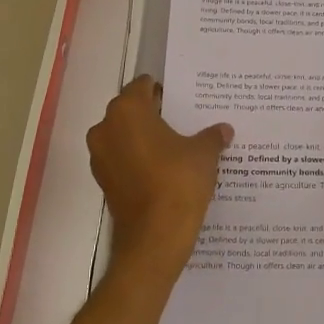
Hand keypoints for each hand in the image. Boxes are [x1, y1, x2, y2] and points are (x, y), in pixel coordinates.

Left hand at [87, 76, 232, 283]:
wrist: (155, 237)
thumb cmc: (178, 182)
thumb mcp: (204, 153)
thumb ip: (212, 136)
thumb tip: (224, 130)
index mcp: (127, 111)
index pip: (142, 86)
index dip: (163, 91)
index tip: (182, 100)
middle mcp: (106, 128)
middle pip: (130, 110)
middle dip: (153, 114)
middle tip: (183, 121)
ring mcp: (100, 156)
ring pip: (124, 135)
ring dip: (144, 138)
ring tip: (176, 147)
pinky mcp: (103, 181)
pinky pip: (122, 159)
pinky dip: (138, 160)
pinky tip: (164, 169)